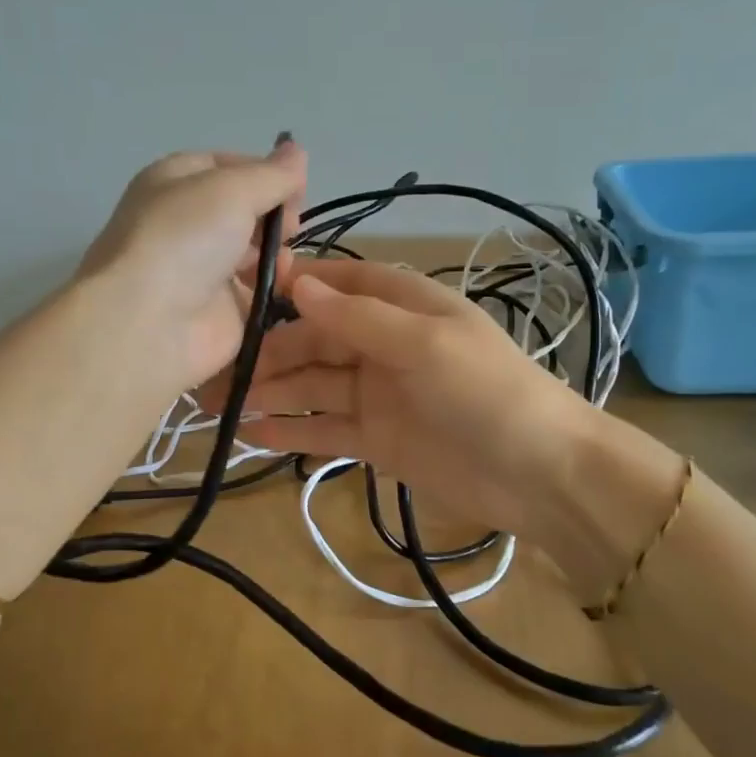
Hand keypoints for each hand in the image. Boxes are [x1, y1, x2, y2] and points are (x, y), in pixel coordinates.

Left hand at [78, 139, 307, 387]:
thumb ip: (272, 174)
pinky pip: (255, 292)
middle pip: (243, 209)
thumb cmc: (185, 239)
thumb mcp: (233, 189)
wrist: (150, 323)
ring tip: (284, 257)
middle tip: (291, 225)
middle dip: (273, 213)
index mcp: (175, 182)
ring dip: (275, 250)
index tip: (297, 185)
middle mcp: (186, 223)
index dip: (265, 172)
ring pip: (251, 251)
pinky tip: (283, 284)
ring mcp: (201, 269)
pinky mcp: (218, 311)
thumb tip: (297, 152)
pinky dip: (273, 286)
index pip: (228, 166)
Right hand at [208, 258, 595, 540]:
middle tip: (215, 370)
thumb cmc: (486, 392)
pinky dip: (292, 431)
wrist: (540, 474)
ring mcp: (378, 395)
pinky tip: (252, 433)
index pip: (340, 282)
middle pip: (315, 339)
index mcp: (403, 307)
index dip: (295, 283)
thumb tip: (298, 284)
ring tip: (219, 405)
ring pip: (313, 386)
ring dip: (270, 392)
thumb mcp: (425, 344)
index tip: (240, 288)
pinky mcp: (376, 440)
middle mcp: (384, 345)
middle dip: (269, 352)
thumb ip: (359, 318)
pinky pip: (325, 429)